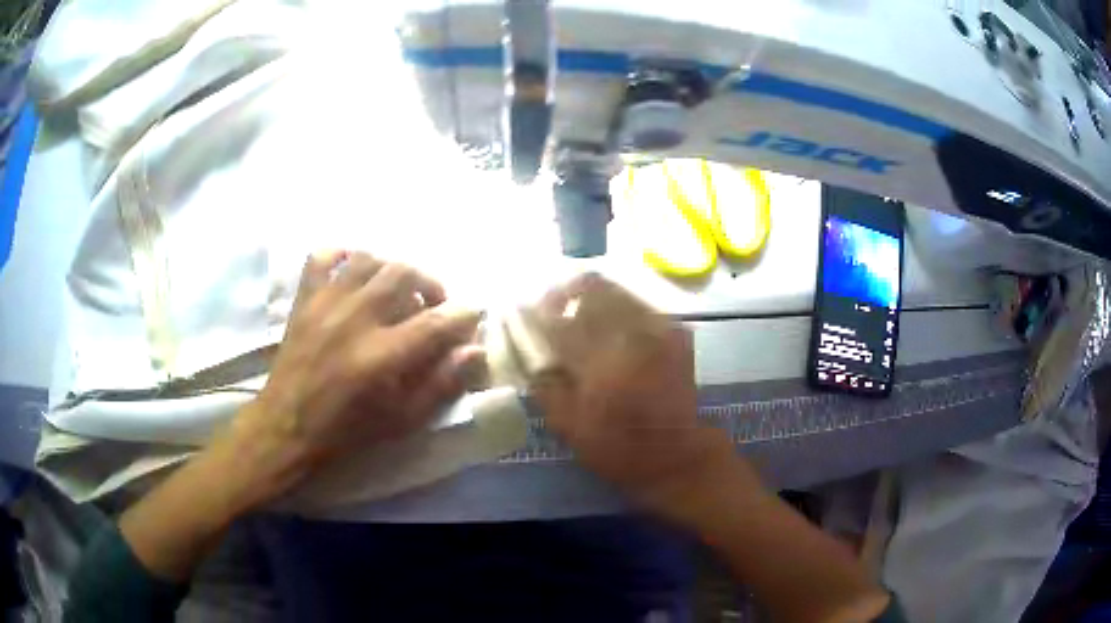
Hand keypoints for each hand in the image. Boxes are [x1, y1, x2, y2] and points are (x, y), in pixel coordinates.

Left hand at [232, 251, 482, 505]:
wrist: (288, 425)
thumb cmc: (348, 429)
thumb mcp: (402, 420)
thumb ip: (441, 384)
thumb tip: (475, 350)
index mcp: (382, 356)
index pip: (436, 321)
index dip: (463, 314)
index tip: (473, 314)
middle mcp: (356, 318)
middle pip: (404, 273)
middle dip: (430, 283)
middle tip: (433, 304)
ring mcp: (326, 303)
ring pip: (369, 259)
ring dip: (391, 270)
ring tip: (396, 290)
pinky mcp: (304, 298)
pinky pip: (323, 256)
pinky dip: (343, 256)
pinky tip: (354, 272)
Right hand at [529, 274, 745, 521]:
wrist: (676, 453)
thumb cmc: (618, 447)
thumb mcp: (569, 426)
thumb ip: (545, 383)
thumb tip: (528, 350)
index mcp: (600, 363)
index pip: (560, 318)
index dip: (540, 310)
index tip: (528, 312)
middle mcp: (631, 336)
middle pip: (593, 287)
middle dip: (567, 292)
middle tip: (555, 308)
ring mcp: (658, 329)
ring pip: (619, 290)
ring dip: (594, 298)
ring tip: (583, 317)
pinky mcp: (676, 331)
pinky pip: (640, 304)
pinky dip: (620, 309)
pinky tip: (613, 329)